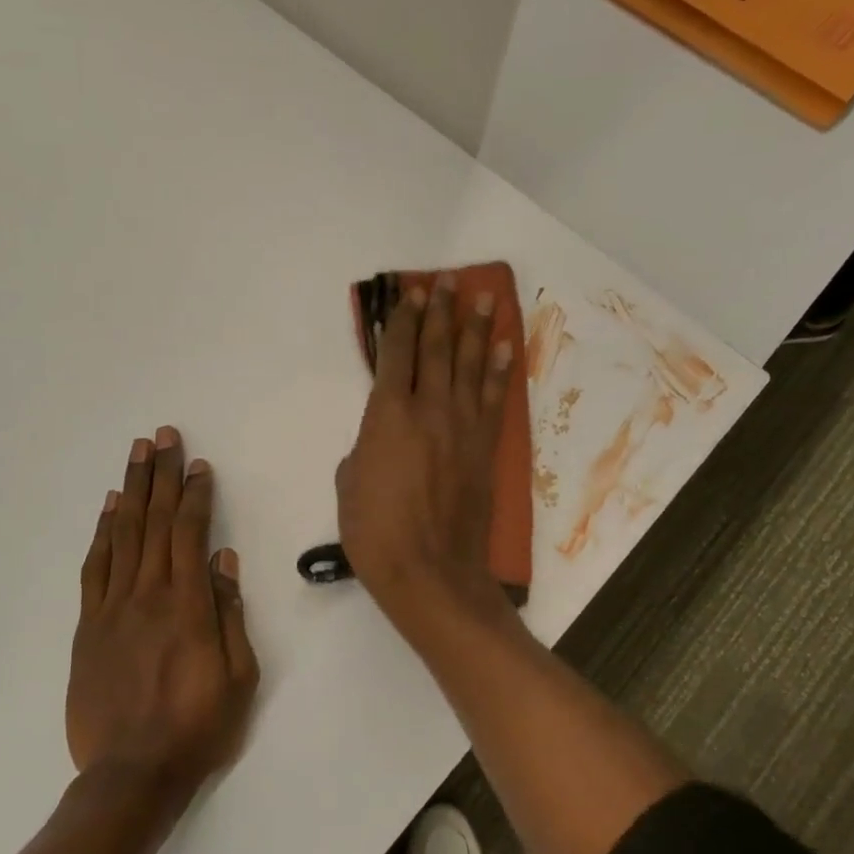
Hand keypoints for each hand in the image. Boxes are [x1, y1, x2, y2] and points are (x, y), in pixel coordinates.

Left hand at [69, 427, 259, 804]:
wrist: (132, 775)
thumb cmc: (198, 727)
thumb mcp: (238, 676)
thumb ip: (229, 614)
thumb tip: (224, 561)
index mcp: (187, 606)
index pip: (190, 533)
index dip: (195, 495)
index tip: (199, 465)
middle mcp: (148, 595)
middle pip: (154, 522)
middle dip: (161, 475)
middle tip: (163, 436)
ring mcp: (113, 608)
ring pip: (123, 536)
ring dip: (132, 491)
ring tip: (137, 454)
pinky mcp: (89, 626)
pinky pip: (95, 568)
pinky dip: (102, 533)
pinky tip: (110, 508)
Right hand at [336, 275, 516, 627]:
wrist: (431, 571)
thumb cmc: (375, 532)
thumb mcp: (348, 484)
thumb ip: (363, 449)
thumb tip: (377, 440)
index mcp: (388, 415)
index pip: (396, 354)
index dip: (402, 321)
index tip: (409, 294)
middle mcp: (429, 409)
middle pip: (436, 349)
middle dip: (439, 312)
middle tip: (446, 281)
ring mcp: (463, 426)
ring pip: (470, 365)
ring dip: (476, 328)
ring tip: (482, 297)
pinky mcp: (485, 448)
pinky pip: (494, 399)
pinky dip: (500, 370)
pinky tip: (504, 347)